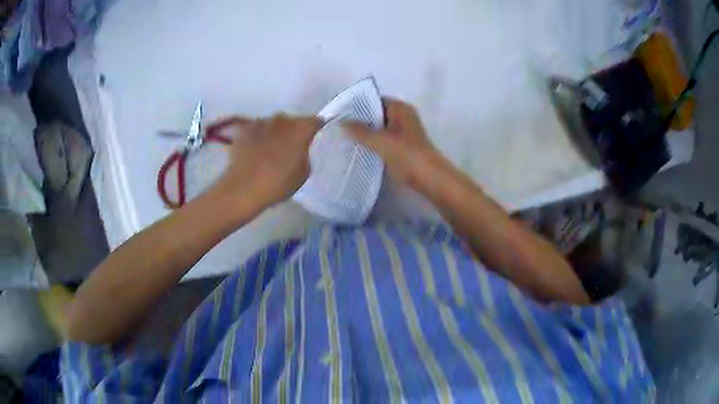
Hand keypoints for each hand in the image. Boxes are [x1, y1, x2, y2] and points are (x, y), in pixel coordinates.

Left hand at [208, 114, 319, 206]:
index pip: (315, 121)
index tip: (313, 136)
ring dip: (274, 133)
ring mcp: (261, 122)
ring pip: (273, 125)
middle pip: (292, 121)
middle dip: (292, 131)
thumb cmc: (278, 183)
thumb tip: (298, 149)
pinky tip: (254, 151)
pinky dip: (257, 137)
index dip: (315, 128)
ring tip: (269, 152)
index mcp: (301, 129)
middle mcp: (282, 120)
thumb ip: (304, 155)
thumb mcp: (303, 173)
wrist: (244, 188)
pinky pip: (255, 130)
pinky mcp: (244, 130)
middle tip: (290, 148)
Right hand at [343, 98, 443, 188]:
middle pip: (376, 114)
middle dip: (359, 120)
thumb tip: (341, 122)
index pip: (374, 100)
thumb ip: (359, 130)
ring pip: (379, 128)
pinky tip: (358, 149)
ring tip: (344, 137)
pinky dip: (373, 143)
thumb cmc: (406, 154)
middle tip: (339, 126)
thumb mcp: (379, 140)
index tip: (339, 113)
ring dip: (365, 133)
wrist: (429, 178)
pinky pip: (384, 140)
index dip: (357, 105)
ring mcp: (404, 132)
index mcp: (400, 108)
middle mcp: (403, 116)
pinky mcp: (403, 146)